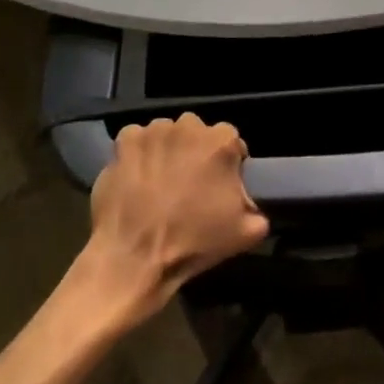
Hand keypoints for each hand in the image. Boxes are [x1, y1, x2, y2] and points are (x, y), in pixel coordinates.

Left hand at [81, 114, 268, 320]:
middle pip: (197, 133)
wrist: (135, 257)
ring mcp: (155, 131)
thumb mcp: (244, 233)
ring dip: (166, 150)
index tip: (218, 184)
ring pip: (166, 134)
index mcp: (222, 142)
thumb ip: (257, 212)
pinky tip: (135, 176)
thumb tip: (254, 208)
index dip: (226, 163)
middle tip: (187, 182)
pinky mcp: (125, 140)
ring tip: (158, 180)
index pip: (231, 141)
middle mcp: (189, 126)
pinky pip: (136, 139)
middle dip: (195, 152)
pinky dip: (137, 153)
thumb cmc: (193, 241)